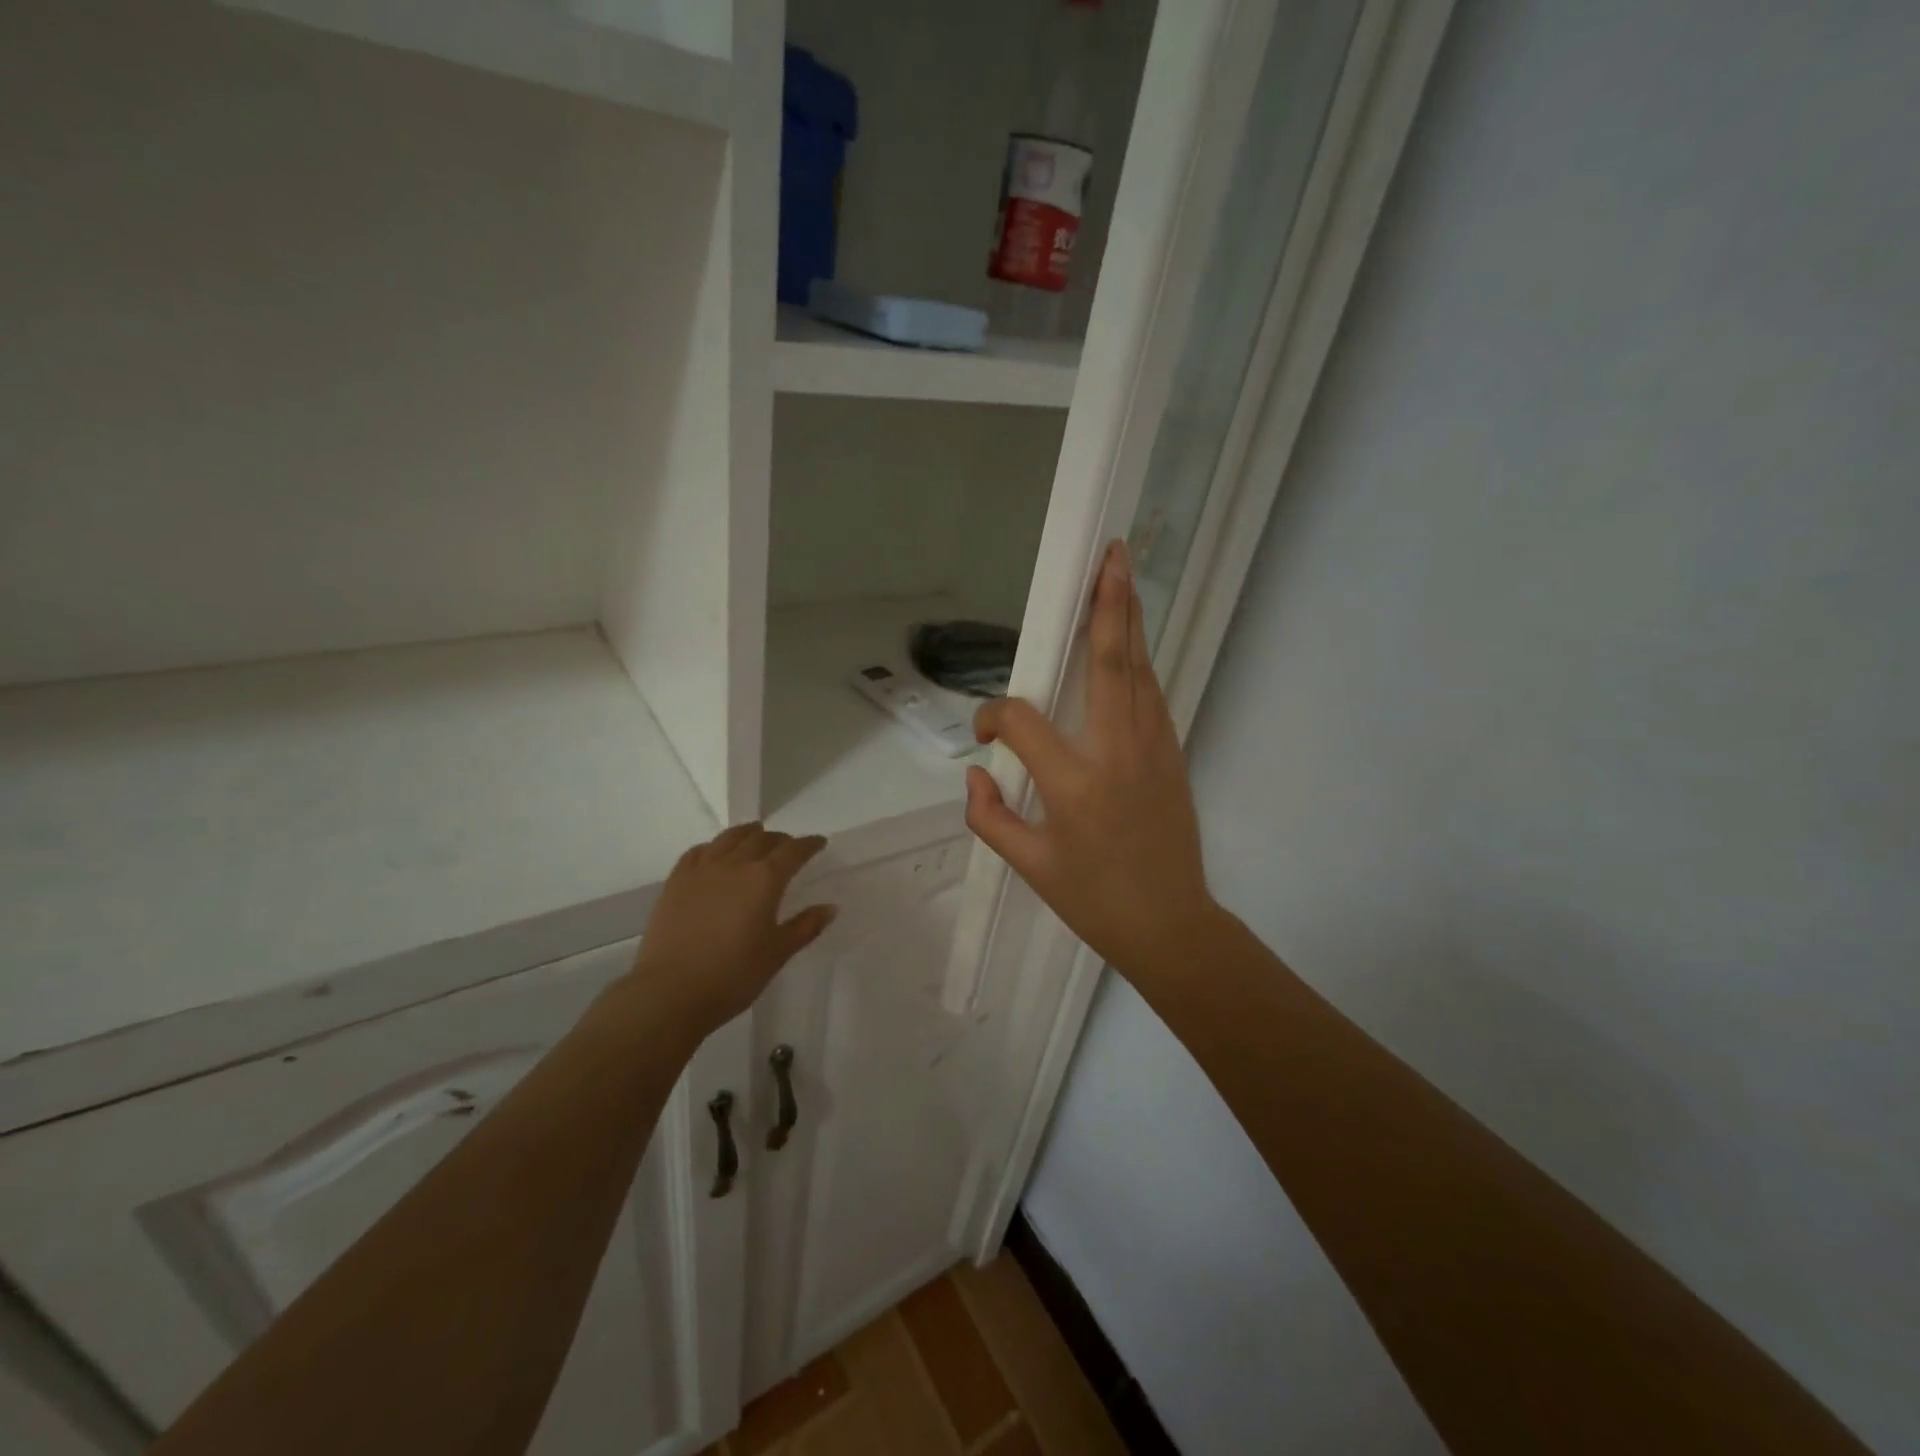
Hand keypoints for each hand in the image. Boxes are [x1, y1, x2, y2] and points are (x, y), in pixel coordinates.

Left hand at [622, 824, 835, 1037]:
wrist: (670, 992)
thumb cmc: (733, 975)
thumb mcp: (777, 953)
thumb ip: (805, 927)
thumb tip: (830, 908)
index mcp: (765, 879)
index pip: (793, 851)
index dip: (809, 844)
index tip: (819, 843)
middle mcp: (735, 864)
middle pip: (761, 839)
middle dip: (780, 839)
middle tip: (789, 846)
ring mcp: (701, 870)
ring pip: (729, 838)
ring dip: (747, 833)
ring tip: (755, 835)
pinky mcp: (676, 881)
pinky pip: (698, 852)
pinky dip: (714, 846)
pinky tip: (714, 853)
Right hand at [965, 541, 1219, 980]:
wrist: (1171, 924)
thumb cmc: (1094, 900)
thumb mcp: (1029, 866)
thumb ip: (989, 817)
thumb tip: (976, 775)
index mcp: (1074, 783)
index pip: (1023, 722)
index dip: (994, 717)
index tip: (985, 734)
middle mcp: (1117, 752)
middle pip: (1110, 663)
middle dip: (1108, 605)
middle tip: (1110, 555)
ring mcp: (1153, 748)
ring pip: (1138, 671)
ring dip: (1128, 621)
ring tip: (1122, 576)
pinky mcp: (1172, 753)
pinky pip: (1151, 695)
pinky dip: (1138, 661)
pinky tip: (1130, 641)